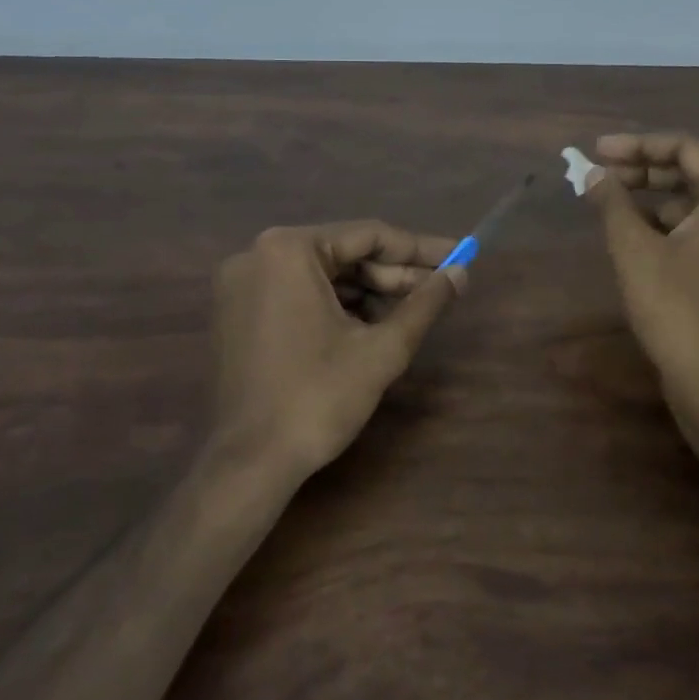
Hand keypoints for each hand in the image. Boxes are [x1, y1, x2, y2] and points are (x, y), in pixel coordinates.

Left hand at [212, 220, 464, 478]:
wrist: (249, 464)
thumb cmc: (318, 397)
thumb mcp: (382, 348)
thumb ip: (425, 303)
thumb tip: (461, 273)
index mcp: (289, 249)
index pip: (368, 236)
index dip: (419, 249)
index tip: (459, 255)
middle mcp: (258, 254)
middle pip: (343, 254)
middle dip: (393, 274)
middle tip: (439, 288)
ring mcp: (242, 284)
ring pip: (322, 275)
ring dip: (368, 291)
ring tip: (412, 311)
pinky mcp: (237, 312)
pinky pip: (297, 293)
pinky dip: (335, 305)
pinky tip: (371, 325)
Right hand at [582, 133, 698, 417]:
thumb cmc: (675, 305)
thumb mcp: (634, 248)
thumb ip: (612, 202)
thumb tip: (592, 174)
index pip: (684, 148)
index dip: (637, 145)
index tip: (597, 152)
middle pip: (691, 175)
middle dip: (642, 173)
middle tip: (598, 176)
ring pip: (694, 207)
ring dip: (651, 202)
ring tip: (609, 207)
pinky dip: (667, 228)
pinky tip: (634, 239)